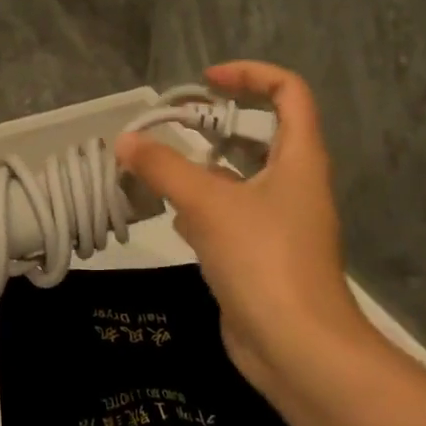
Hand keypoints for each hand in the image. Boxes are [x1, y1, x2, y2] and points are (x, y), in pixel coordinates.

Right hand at [115, 61, 367, 385]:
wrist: (299, 350)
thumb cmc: (264, 260)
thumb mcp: (208, 204)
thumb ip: (164, 168)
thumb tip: (126, 140)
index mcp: (299, 158)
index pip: (288, 92)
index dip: (250, 75)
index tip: (206, 83)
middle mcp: (294, 183)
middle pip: (259, 133)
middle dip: (214, 124)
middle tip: (170, 127)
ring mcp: (280, 221)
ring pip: (239, 177)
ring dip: (202, 168)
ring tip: (157, 167)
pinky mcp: (263, 254)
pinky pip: (231, 215)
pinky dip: (202, 207)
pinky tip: (171, 216)